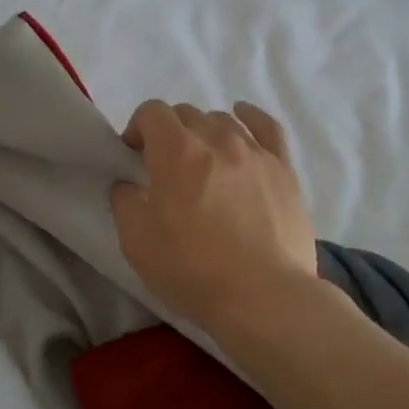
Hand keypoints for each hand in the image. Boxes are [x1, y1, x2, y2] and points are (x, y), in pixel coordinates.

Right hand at [110, 100, 318, 333]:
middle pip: (187, 114)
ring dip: (204, 132)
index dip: (138, 128)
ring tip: (203, 162)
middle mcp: (217, 139)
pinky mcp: (284, 169)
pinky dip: (251, 118)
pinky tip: (243, 119)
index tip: (134, 156)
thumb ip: (124, 203)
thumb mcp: (136, 242)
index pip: (152, 112)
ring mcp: (255, 151)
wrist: (262, 296)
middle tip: (165, 168)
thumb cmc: (192, 269)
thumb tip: (128, 184)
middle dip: (169, 132)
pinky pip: (267, 127)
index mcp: (176, 151)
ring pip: (223, 120)